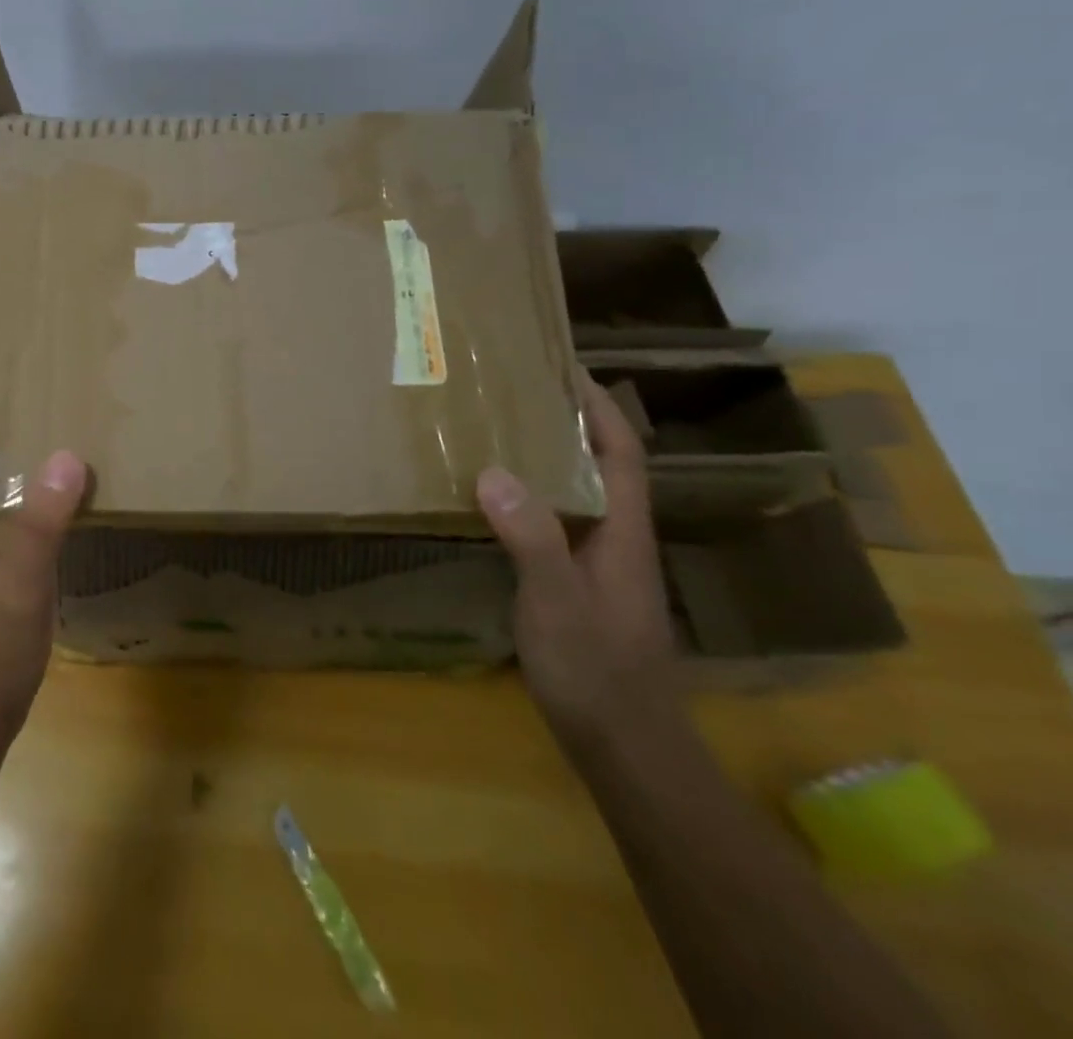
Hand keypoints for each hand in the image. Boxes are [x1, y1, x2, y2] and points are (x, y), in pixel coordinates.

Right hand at [477, 369, 676, 745]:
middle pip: (602, 467)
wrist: (625, 747)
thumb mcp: (556, 601)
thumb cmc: (596, 670)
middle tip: (519, 393)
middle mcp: (618, 540)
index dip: (599, 409)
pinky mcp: (580, 587)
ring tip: (502, 433)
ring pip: (579, 495)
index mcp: (623, 533)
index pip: (621, 454)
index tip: (568, 369)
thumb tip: (492, 470)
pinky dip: (534, 497)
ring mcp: (601, 566)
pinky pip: (558, 522)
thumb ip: (530, 537)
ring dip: (551, 458)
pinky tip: (498, 502)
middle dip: (571, 424)